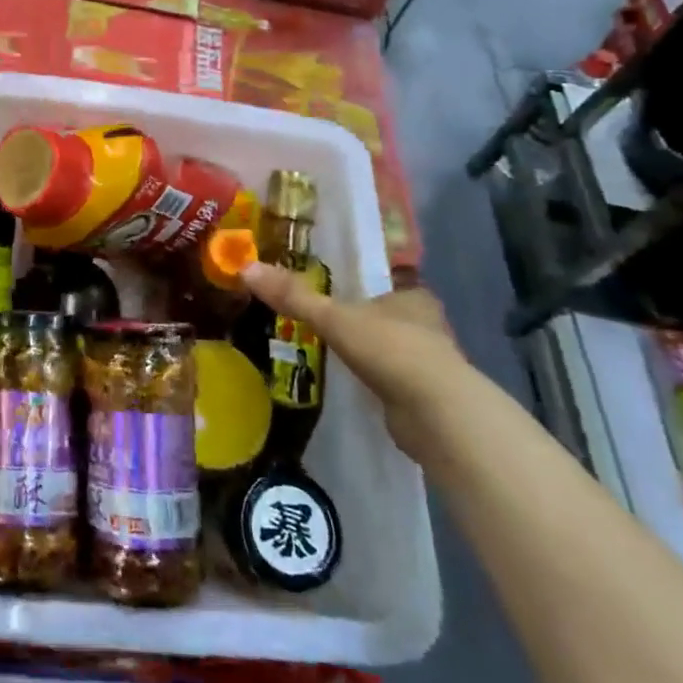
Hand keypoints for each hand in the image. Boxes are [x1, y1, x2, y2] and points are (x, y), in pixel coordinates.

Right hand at [241, 263, 470, 461]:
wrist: (436, 415)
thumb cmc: (390, 350)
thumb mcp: (333, 318)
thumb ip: (293, 296)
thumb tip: (246, 267)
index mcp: (413, 296)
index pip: (384, 284)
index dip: (361, 287)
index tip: (334, 293)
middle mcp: (427, 325)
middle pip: (387, 317)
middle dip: (362, 321)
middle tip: (324, 323)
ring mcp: (429, 363)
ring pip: (391, 349)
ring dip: (368, 352)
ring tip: (331, 353)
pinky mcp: (425, 397)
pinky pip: (392, 380)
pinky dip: (374, 381)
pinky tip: (353, 384)